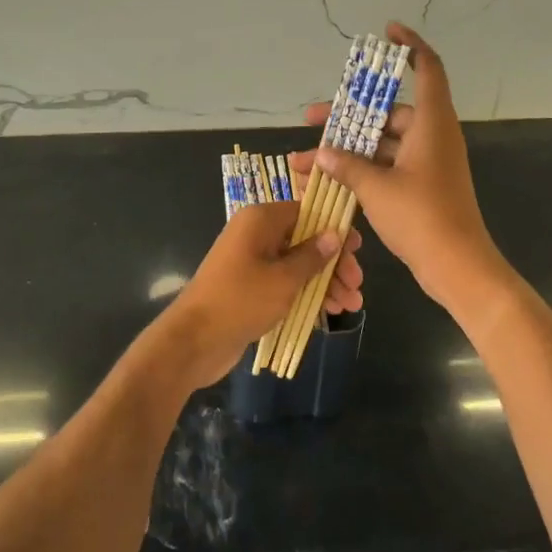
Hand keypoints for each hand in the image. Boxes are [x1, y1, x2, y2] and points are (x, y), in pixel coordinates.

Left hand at [159, 201, 361, 387]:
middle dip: (333, 262)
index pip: (306, 211)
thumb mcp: (283, 279)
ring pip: (298, 264)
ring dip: (325, 282)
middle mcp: (256, 234)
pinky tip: (331, 310)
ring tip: (352, 305)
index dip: (333, 228)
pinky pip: (286, 282)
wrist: (193, 340)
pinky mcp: (251, 287)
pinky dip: (307, 293)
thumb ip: (312, 256)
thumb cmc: (240, 300)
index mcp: (261, 220)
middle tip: (357, 285)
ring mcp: (252, 261)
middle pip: (305, 239)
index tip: (357, 248)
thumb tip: (334, 234)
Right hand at [309, 22, 507, 310]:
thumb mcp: (376, 188)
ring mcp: (428, 161)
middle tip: (313, 117)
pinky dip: (363, 167)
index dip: (410, 45)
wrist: (457, 266)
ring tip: (309, 157)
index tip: (387, 31)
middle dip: (349, 114)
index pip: (427, 68)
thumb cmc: (421, 216)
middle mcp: (432, 135)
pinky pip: (389, 164)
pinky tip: (330, 178)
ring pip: (384, 142)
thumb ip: (346, 165)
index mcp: (431, 122)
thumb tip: (323, 153)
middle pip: (389, 111)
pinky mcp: (423, 184)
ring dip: (350, 147)